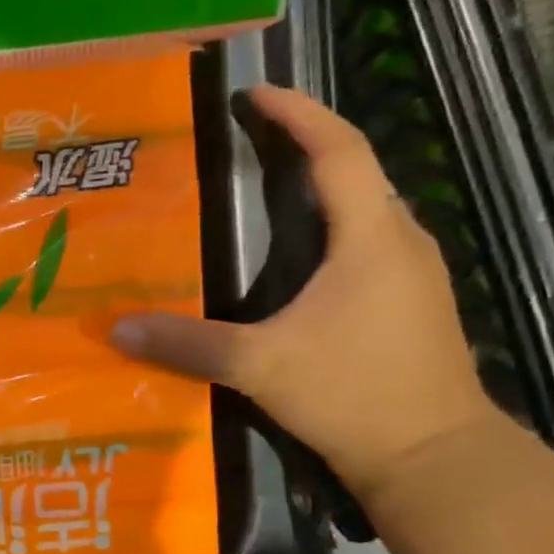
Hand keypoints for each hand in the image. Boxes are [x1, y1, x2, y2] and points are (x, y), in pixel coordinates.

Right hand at [108, 86, 497, 501]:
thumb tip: (117, 327)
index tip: (254, 94)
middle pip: (355, 169)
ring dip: (317, 184)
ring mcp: (413, 272)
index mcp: (370, 237)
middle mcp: (400, 241)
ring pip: (363, 205)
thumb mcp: (260, 366)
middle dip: (303, 141)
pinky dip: (329, 223)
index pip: (339, 149)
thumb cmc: (355, 395)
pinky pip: (366, 239)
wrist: (437, 459)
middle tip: (245, 137)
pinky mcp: (410, 301)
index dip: (299, 113)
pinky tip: (294, 252)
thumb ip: (187, 344)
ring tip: (262, 184)